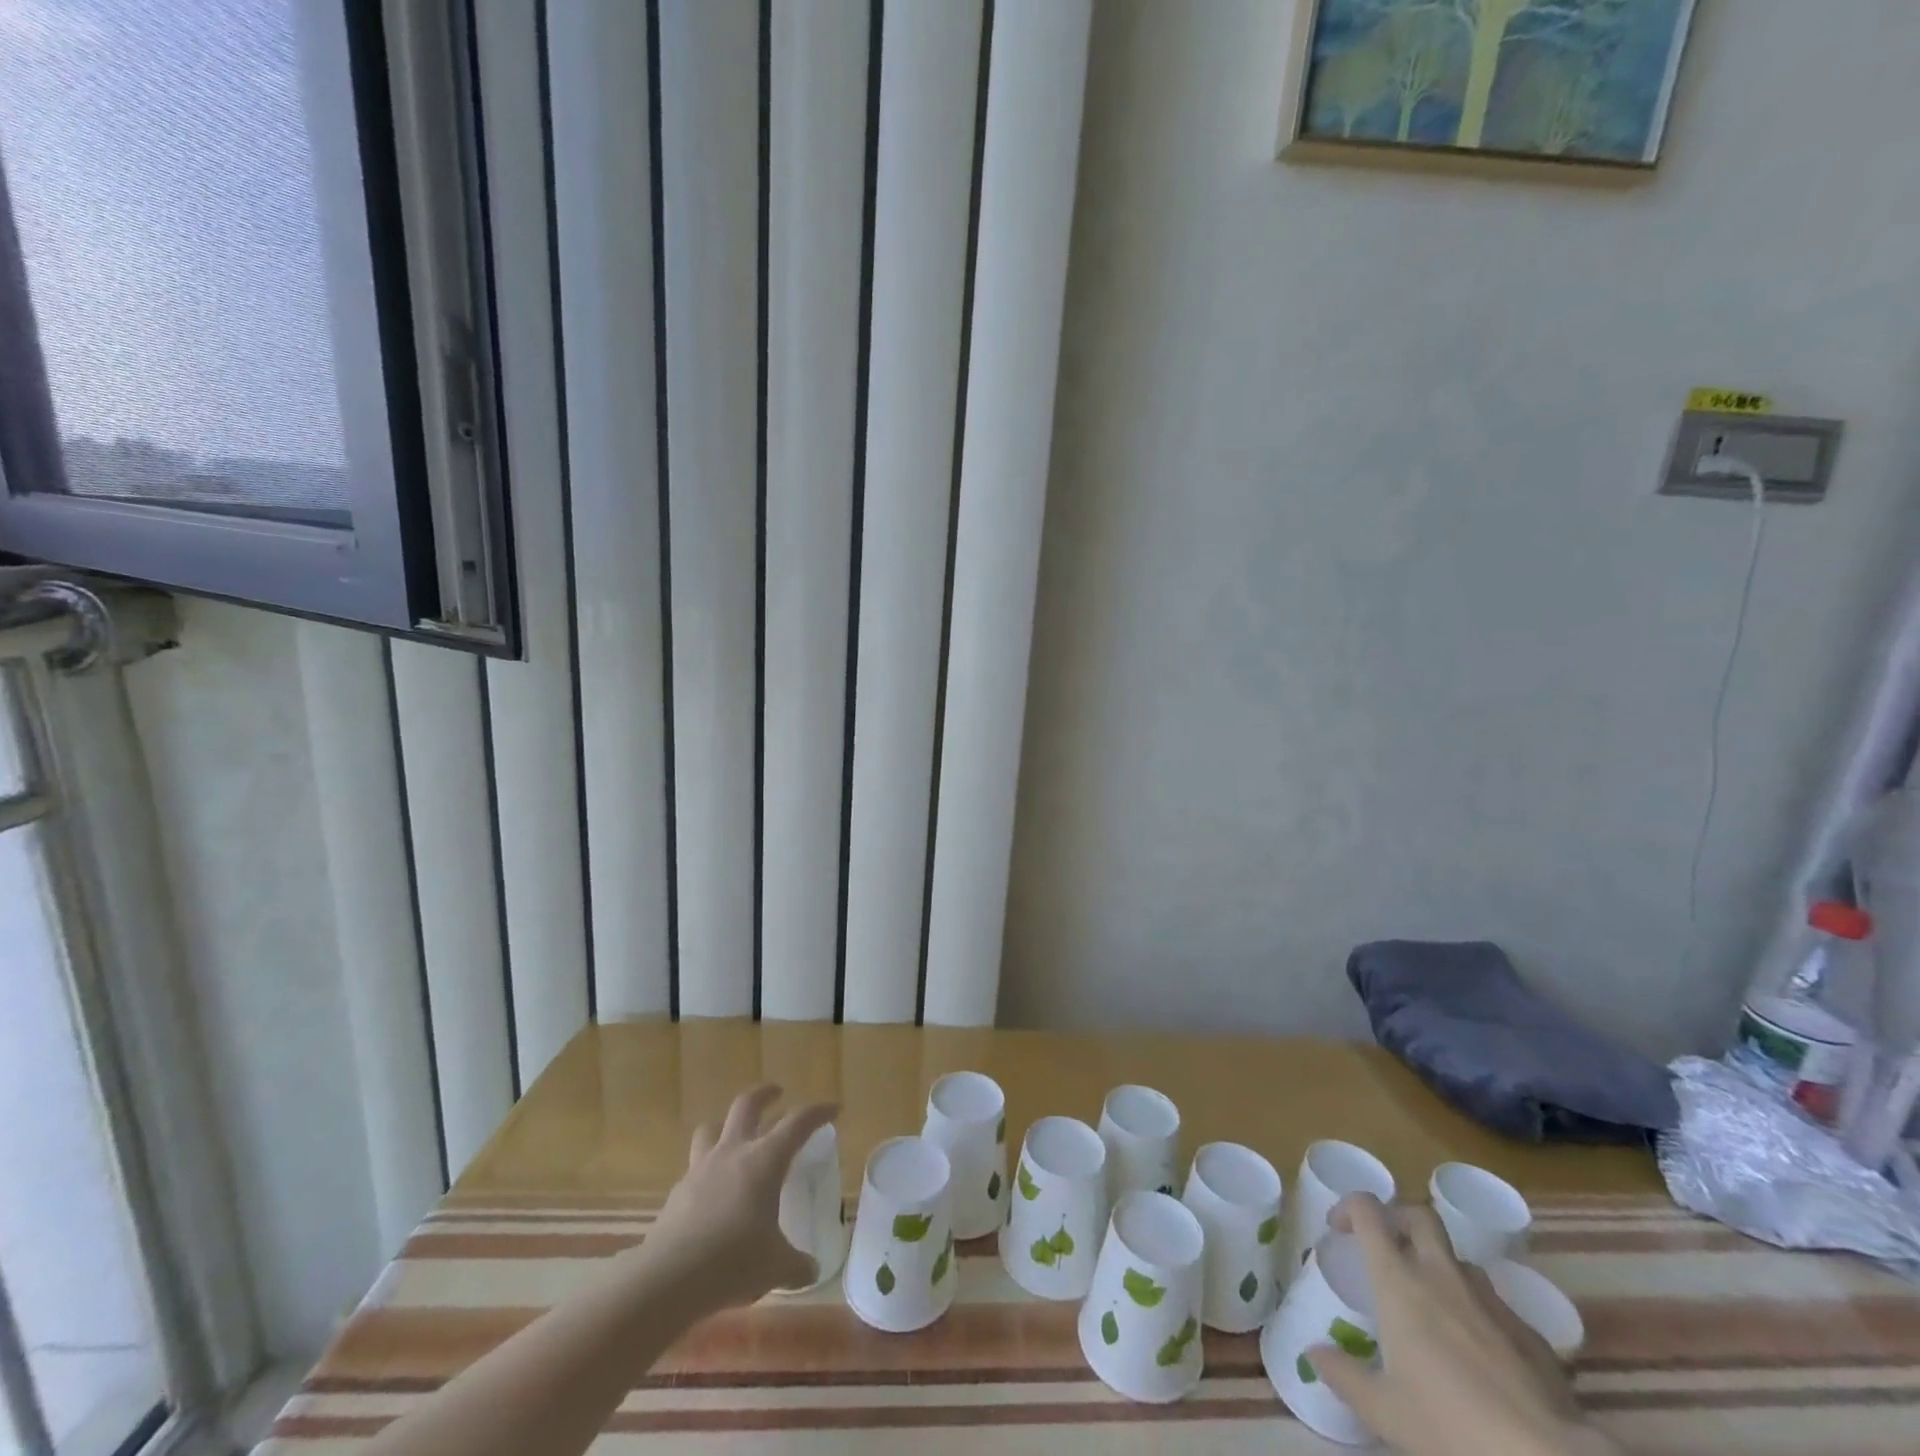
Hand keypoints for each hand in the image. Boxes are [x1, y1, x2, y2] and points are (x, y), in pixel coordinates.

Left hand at [630, 1084, 836, 1314]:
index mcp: (765, 1160)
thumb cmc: (733, 1261)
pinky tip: (711, 1192)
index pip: (798, 1122)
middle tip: (777, 1093)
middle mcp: (733, 1153)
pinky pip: (695, 1168)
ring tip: (734, 1135)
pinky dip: (707, 1170)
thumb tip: (811, 1270)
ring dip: (725, 1125)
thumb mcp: (776, 1267)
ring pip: (711, 1128)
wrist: (668, 1280)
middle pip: (747, 1105)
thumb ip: (797, 1265)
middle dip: (765, 1094)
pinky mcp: (678, 1192)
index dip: (817, 1112)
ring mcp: (701, 1169)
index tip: (833, 1109)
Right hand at [1306, 1194, 1618, 1455]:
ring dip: (1439, 1268)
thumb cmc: (1451, 1426)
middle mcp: (1441, 1274)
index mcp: (1398, 1280)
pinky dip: (1477, 1312)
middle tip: (1387, 1248)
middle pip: (1419, 1216)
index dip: (1349, 1207)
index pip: (1368, 1212)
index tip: (1338, 1227)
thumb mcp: (1385, 1411)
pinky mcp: (1530, 1333)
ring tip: (1433, 1306)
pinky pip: (1494, 1304)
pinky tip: (1479, 1354)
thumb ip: (1344, 1376)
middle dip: (1399, 1220)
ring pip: (1458, 1259)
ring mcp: (1490, 1300)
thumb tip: (1314, 1353)